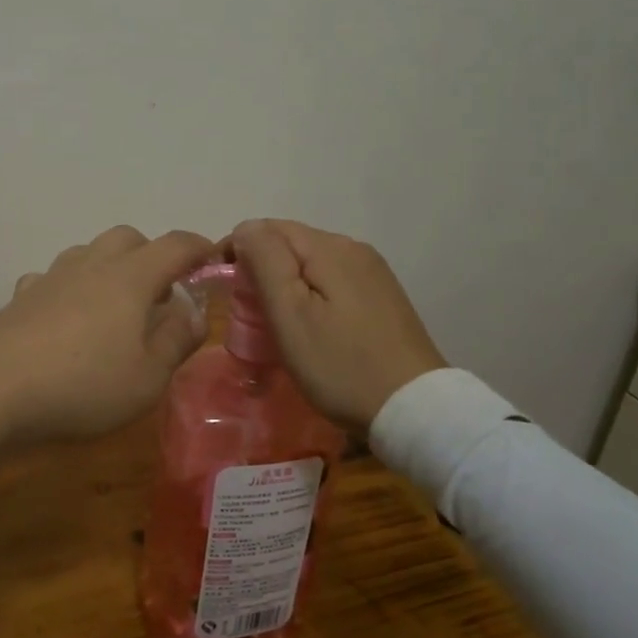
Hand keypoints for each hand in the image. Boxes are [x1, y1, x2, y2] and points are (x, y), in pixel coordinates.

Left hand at [0, 226, 215, 479]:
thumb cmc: (83, 386)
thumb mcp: (148, 376)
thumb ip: (177, 340)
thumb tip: (194, 312)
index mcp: (130, 278)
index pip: (174, 245)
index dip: (199, 247)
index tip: (213, 257)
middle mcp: (90, 266)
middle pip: (127, 238)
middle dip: (151, 255)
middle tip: (161, 293)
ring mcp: (50, 278)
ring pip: (88, 253)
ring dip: (109, 268)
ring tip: (116, 306)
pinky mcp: (20, 298)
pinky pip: (53, 279)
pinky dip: (69, 289)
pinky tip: (66, 318)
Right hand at [230, 219, 445, 431]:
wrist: (414, 408)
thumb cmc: (341, 364)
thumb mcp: (291, 314)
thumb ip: (265, 262)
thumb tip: (245, 229)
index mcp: (329, 247)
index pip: (267, 228)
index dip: (237, 251)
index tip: (223, 288)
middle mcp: (354, 248)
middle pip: (291, 243)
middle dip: (261, 267)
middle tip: (245, 312)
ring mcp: (373, 272)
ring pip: (311, 263)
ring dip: (285, 282)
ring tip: (273, 322)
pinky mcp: (382, 296)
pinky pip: (332, 280)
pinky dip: (310, 294)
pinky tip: (310, 325)